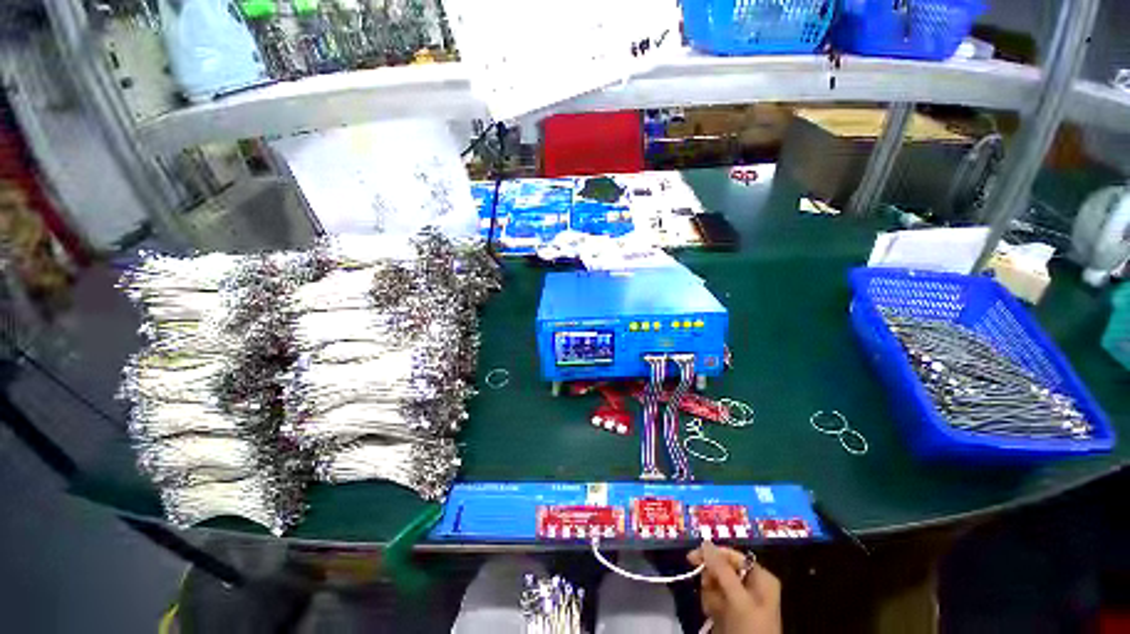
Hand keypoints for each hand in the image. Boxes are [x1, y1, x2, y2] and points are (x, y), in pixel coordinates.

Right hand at [688, 541, 781, 633]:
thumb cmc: (750, 628)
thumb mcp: (738, 599)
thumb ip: (722, 570)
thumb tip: (705, 542)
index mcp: (760, 577)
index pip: (732, 555)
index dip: (712, 554)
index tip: (691, 558)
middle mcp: (751, 585)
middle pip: (722, 569)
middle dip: (711, 579)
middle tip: (706, 588)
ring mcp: (741, 599)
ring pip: (716, 584)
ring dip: (710, 594)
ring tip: (714, 609)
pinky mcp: (731, 611)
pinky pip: (715, 598)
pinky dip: (710, 605)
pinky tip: (712, 615)